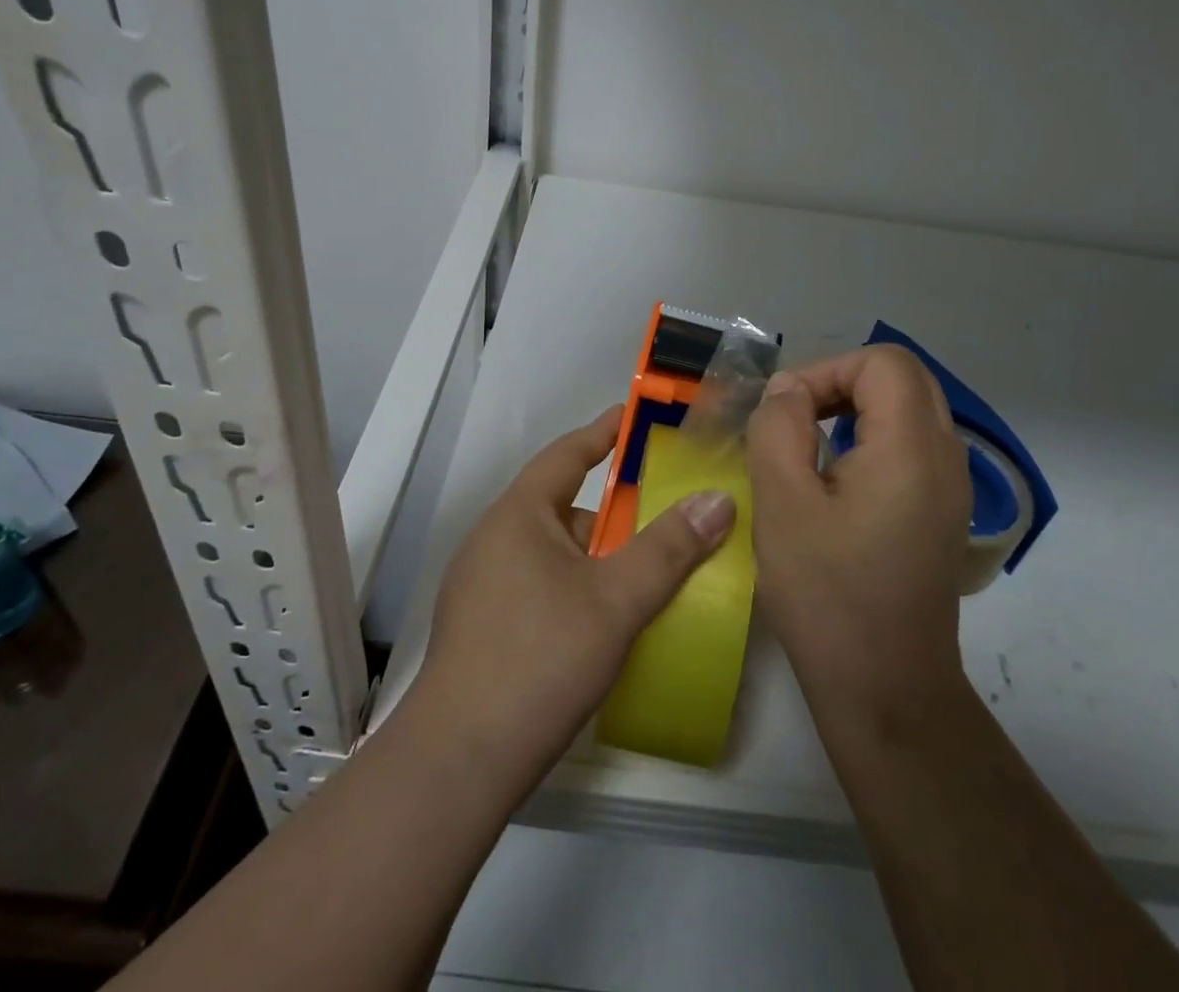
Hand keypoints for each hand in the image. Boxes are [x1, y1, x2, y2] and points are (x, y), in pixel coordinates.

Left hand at [414, 406, 737, 783]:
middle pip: (562, 506)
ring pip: (552, 551)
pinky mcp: (482, 626)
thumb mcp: (617, 599)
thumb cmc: (541, 658)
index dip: (604, 432)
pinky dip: (576, 585)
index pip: (567, 454)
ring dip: (595, 555)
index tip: (635, 417)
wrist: (461, 761)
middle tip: (662, 514)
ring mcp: (481, 585)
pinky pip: (539, 583)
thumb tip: (718, 499)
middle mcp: (494, 538)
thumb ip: (669, 548)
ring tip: (645, 569)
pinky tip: (605, 618)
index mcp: (518, 515)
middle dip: (611, 510)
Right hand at [746, 346, 972, 722]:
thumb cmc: (828, 595)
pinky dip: (872, 438)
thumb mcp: (782, 503)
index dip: (826, 370)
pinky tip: (836, 481)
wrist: (887, 691)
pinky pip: (912, 445)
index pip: (882, 362)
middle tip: (795, 419)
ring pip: (910, 409)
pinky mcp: (943, 512)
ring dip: (856, 409)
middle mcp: (946, 457)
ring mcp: (952, 487)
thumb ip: (777, 428)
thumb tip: (786, 390)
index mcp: (912, 448)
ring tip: (808, 446)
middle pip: (902, 378)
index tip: (785, 413)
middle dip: (841, 383)